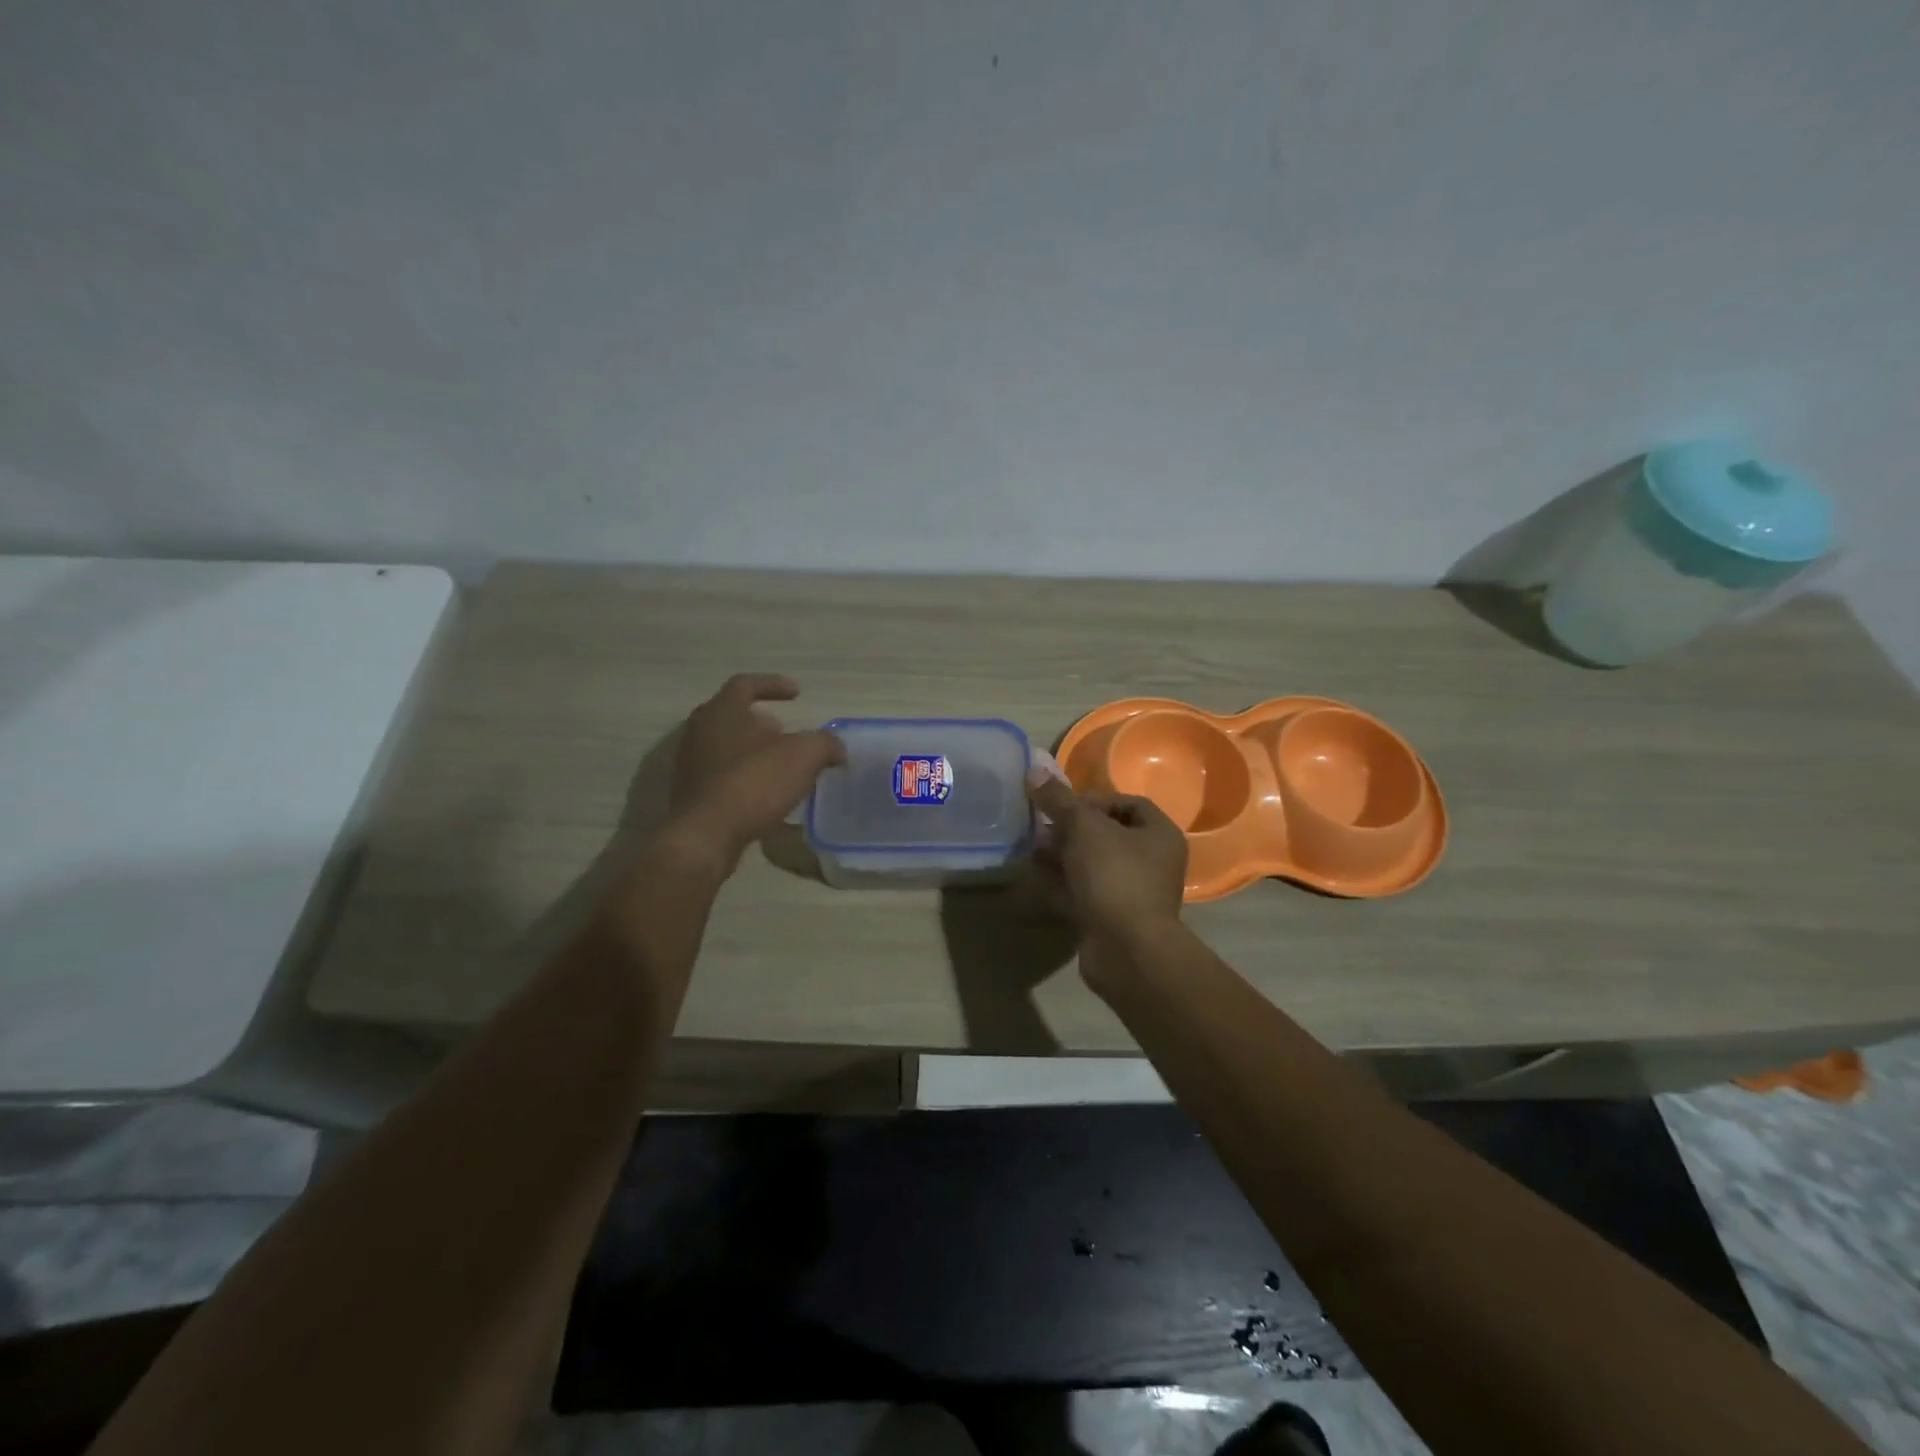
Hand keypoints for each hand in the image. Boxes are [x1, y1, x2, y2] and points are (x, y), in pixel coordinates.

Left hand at [668, 674, 844, 866]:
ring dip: (755, 753)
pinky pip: (724, 777)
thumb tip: (836, 748)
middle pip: (733, 716)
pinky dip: (747, 779)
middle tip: (786, 733)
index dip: (773, 685)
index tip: (797, 693)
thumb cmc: (754, 782)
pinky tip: (768, 795)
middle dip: (763, 723)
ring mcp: (691, 765)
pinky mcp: (692, 795)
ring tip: (783, 767)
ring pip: (727, 748)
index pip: (746, 684)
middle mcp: (700, 732)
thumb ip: (824, 744)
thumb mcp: (804, 755)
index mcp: (722, 711)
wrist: (706, 835)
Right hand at [1025, 772, 1187, 941]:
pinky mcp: (1114, 919)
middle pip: (1107, 834)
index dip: (1093, 799)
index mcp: (1159, 834)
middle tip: (1042, 828)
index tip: (1063, 805)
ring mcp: (1134, 893)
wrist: (1126, 950)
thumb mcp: (1084, 828)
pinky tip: (1037, 879)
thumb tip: (1034, 770)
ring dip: (1063, 856)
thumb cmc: (1114, 877)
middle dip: (1071, 829)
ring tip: (1033, 851)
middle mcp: (1153, 862)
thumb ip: (1059, 800)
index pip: (1127, 803)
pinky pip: (1085, 892)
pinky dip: (1063, 884)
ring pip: (1093, 865)